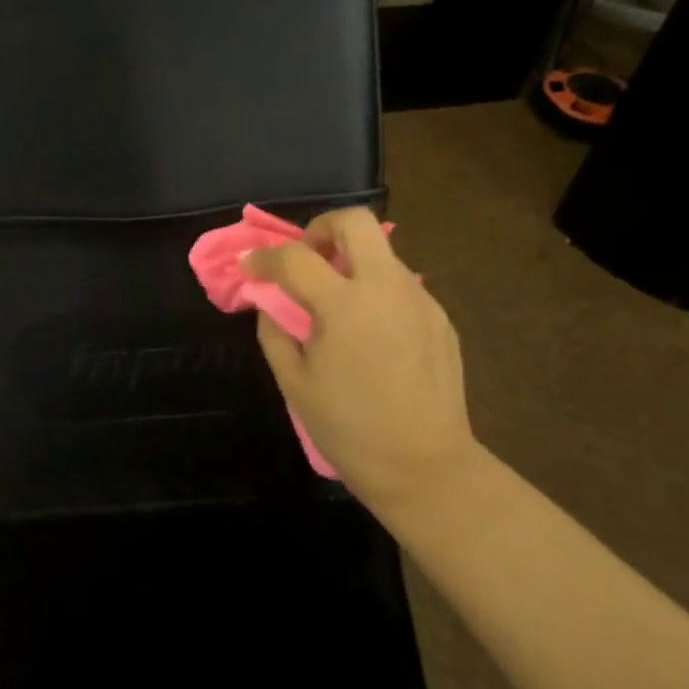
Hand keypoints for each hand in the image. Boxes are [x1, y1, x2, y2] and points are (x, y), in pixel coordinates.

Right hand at [242, 209, 479, 523]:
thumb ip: (275, 332)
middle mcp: (385, 288)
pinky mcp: (439, 317)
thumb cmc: (349, 429)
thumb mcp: (294, 383)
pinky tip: (369, 332)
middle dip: (321, 228)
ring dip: (350, 261)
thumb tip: (268, 302)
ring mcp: (419, 299)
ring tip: (336, 303)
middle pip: (355, 221)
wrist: (426, 467)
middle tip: (306, 259)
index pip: (294, 257)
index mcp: (343, 306)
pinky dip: (374, 290)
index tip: (250, 268)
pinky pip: (399, 285)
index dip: (263, 258)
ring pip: (381, 251)